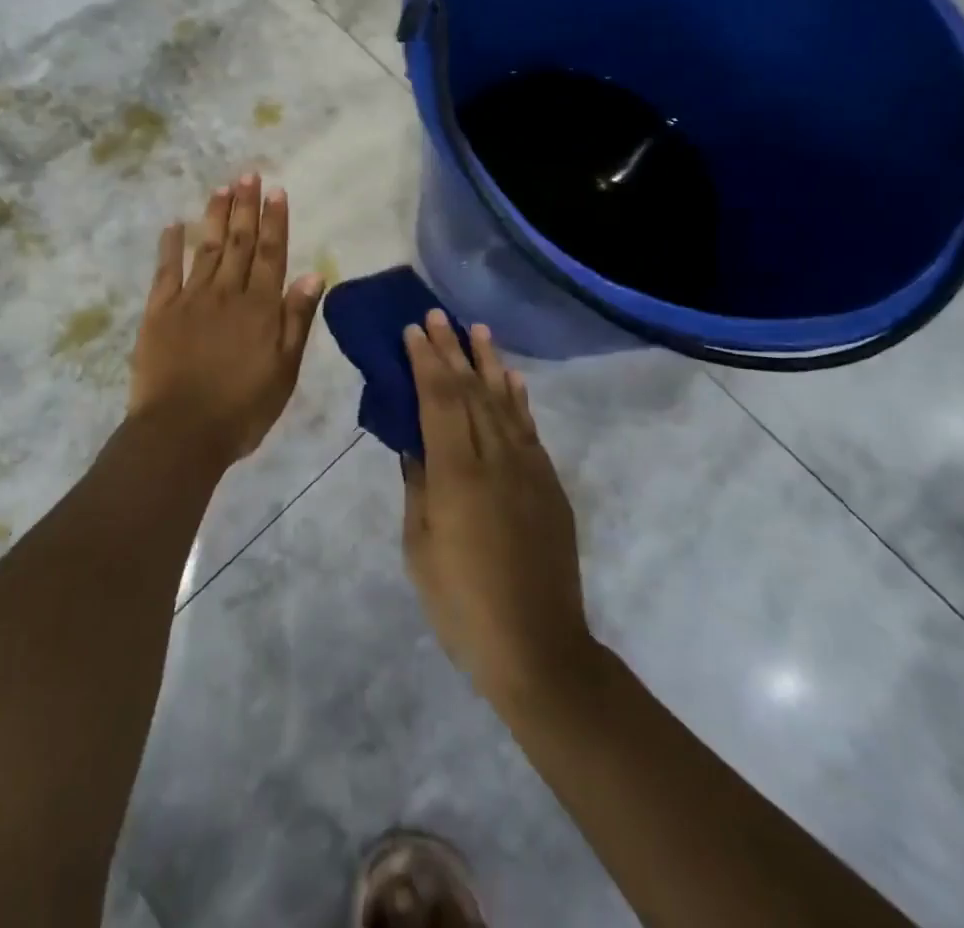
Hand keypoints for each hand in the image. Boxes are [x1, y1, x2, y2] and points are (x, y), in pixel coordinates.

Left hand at [128, 173, 324, 463]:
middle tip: (248, 175)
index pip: (272, 254)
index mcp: (260, 308)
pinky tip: (174, 225)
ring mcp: (190, 299)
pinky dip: (170, 246)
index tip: (276, 191)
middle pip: (239, 242)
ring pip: (206, 248)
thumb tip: (312, 274)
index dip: (275, 221)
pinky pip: (166, 271)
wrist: (181, 432)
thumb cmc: (242, 408)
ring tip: (222, 188)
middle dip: (245, 207)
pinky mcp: (159, 312)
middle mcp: (227, 293)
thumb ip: (296, 321)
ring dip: (215, 216)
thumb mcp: (284, 371)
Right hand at [401, 313, 593, 708]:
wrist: (538, 647)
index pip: (439, 401)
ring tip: (477, 330)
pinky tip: (512, 379)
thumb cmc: (462, 604)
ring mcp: (528, 469)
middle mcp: (496, 459)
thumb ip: (419, 486)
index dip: (426, 362)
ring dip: (489, 363)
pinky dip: (518, 398)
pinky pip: (529, 429)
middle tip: (437, 315)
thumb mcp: (421, 547)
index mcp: (457, 474)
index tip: (414, 330)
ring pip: (504, 402)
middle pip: (471, 391)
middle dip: (452, 350)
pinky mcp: (549, 484)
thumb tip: (415, 445)